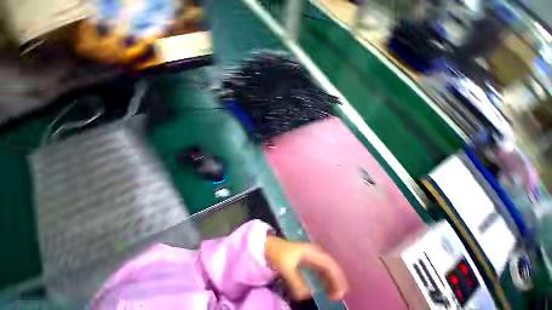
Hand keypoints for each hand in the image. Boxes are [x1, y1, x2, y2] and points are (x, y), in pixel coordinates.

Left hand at [264, 235, 348, 300]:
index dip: (337, 278)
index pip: (329, 264)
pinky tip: (325, 287)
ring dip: (332, 280)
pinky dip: (325, 278)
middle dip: (337, 280)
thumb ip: (297, 282)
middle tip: (339, 296)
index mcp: (311, 252)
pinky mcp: (308, 259)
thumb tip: (308, 295)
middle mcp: (314, 252)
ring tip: (334, 294)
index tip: (340, 293)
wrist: (271, 246)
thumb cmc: (279, 254)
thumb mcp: (286, 268)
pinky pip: (321, 268)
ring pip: (327, 267)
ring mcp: (312, 255)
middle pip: (331, 265)